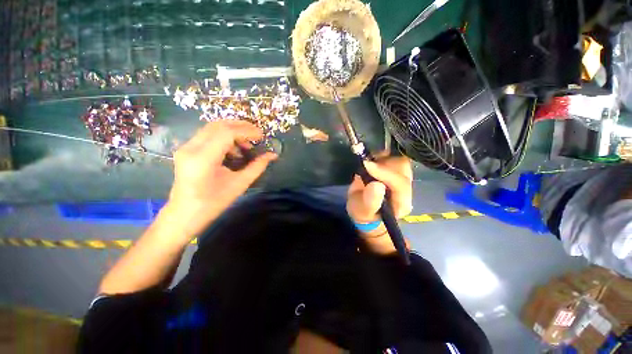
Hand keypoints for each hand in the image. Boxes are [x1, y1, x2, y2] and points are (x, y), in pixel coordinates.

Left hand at [164, 120, 276, 235]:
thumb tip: (272, 155)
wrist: (185, 214)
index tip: (262, 136)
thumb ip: (257, 167)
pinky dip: (224, 137)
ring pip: (212, 128)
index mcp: (203, 159)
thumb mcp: (240, 184)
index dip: (247, 131)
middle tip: (257, 134)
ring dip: (233, 131)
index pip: (227, 133)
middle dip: (241, 126)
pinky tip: (233, 150)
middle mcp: (191, 148)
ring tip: (246, 145)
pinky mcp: (186, 149)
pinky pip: (207, 135)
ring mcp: (186, 147)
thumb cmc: (213, 203)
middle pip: (218, 125)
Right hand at [346, 156, 412, 223]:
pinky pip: (394, 157)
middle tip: (367, 163)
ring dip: (383, 158)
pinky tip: (372, 159)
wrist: (364, 209)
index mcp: (401, 202)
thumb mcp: (363, 211)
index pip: (400, 184)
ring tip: (368, 162)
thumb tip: (376, 185)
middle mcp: (406, 189)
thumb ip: (370, 201)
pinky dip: (382, 155)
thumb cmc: (363, 212)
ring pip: (399, 160)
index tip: (367, 165)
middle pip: (404, 168)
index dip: (384, 173)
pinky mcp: (396, 171)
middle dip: (384, 163)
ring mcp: (401, 178)